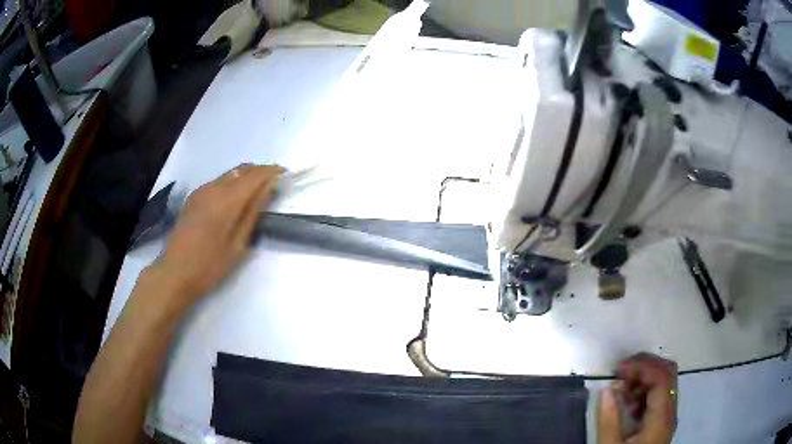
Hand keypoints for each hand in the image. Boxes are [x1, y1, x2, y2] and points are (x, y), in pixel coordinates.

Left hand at [150, 164, 283, 310]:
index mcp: (226, 200)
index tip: (285, 174)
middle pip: (242, 169)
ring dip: (245, 178)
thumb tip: (268, 187)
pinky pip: (218, 182)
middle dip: (260, 172)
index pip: (255, 175)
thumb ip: (253, 212)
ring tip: (256, 193)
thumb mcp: (238, 244)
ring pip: (229, 175)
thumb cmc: (210, 265)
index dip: (272, 171)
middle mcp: (213, 188)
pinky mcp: (193, 197)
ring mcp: (201, 191)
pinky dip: (231, 184)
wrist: (175, 273)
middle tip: (273, 184)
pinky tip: (234, 201)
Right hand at [598, 353, 677, 443]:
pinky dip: (643, 391)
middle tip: (620, 372)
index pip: (662, 377)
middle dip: (644, 367)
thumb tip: (607, 388)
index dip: (642, 366)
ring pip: (664, 382)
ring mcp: (667, 415)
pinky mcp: (661, 421)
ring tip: (621, 389)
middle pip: (667, 374)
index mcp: (661, 417)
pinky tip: (628, 403)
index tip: (618, 369)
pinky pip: (658, 395)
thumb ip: (609, 419)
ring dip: (643, 378)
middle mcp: (670, 411)